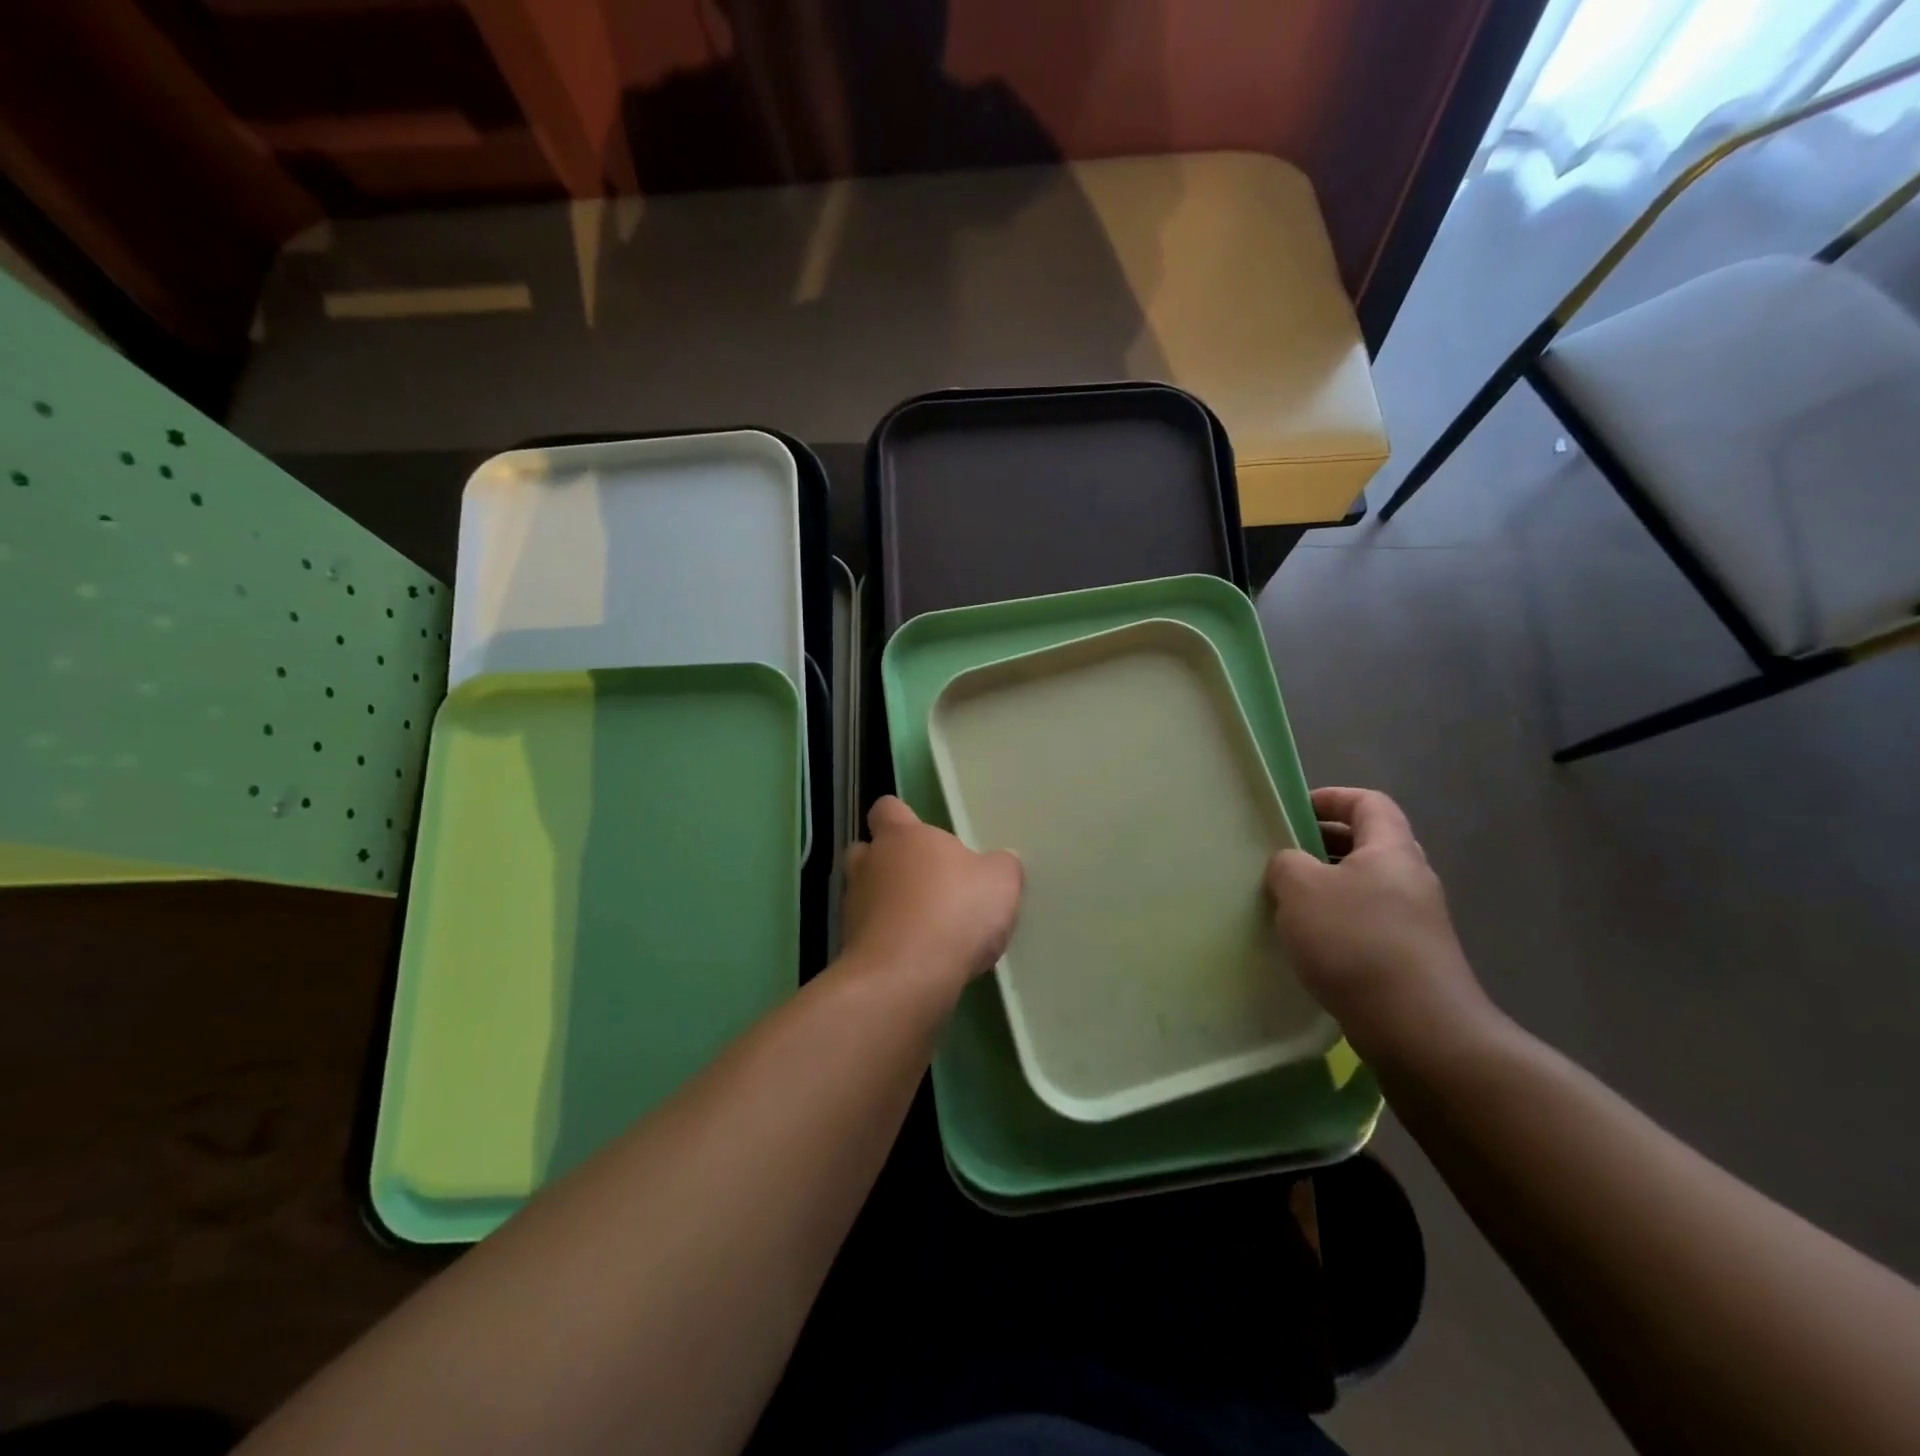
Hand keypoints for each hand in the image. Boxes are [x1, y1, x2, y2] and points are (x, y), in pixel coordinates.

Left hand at [842, 796, 1023, 996]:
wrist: (905, 977)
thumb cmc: (954, 912)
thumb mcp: (1000, 883)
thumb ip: (1001, 866)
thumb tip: (1001, 861)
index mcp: (902, 836)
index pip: (887, 809)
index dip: (900, 817)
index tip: (920, 832)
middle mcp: (869, 864)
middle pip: (867, 852)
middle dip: (888, 864)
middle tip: (923, 882)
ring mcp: (853, 906)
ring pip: (864, 895)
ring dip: (886, 906)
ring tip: (921, 926)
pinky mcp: (849, 947)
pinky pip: (868, 935)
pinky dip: (886, 942)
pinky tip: (915, 959)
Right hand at [1266, 787, 1496, 1065]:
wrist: (1419, 1029)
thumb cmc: (1355, 942)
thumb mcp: (1301, 889)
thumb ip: (1287, 863)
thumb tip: (1291, 864)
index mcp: (1392, 850)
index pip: (1368, 802)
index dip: (1331, 798)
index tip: (1292, 811)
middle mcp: (1411, 879)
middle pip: (1368, 844)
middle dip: (1323, 845)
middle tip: (1282, 858)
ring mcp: (1417, 922)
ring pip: (1366, 887)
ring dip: (1327, 888)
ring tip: (1287, 904)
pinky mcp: (1412, 959)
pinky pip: (1369, 924)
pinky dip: (1338, 923)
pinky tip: (1310, 946)